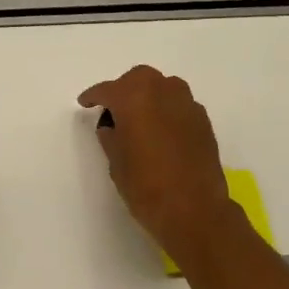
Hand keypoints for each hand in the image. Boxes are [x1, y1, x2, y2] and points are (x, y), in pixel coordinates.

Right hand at [78, 67, 236, 263]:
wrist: (194, 209)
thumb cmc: (145, 186)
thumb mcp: (115, 162)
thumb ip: (111, 136)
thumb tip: (112, 125)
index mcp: (134, 98)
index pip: (108, 90)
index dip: (93, 96)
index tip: (85, 102)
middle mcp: (163, 92)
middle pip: (139, 78)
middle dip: (123, 89)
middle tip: (113, 109)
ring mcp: (187, 104)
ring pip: (163, 86)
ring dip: (148, 95)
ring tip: (139, 118)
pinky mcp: (203, 121)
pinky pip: (179, 104)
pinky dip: (166, 110)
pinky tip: (161, 131)